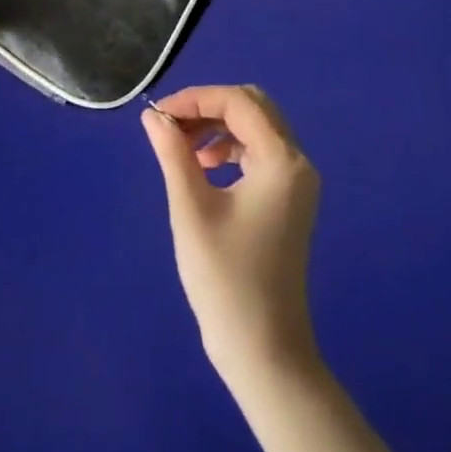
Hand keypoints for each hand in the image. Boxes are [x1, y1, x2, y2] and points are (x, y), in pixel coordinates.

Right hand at [141, 85, 321, 388]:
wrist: (265, 352)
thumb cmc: (225, 280)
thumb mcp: (191, 209)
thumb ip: (173, 153)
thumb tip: (153, 116)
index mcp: (281, 161)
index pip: (238, 102)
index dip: (195, 99)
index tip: (158, 116)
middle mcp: (297, 163)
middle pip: (252, 107)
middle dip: (208, 108)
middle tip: (170, 128)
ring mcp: (296, 183)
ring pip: (255, 128)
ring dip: (217, 127)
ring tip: (180, 150)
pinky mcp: (288, 200)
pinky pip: (259, 153)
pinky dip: (229, 148)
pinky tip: (203, 169)